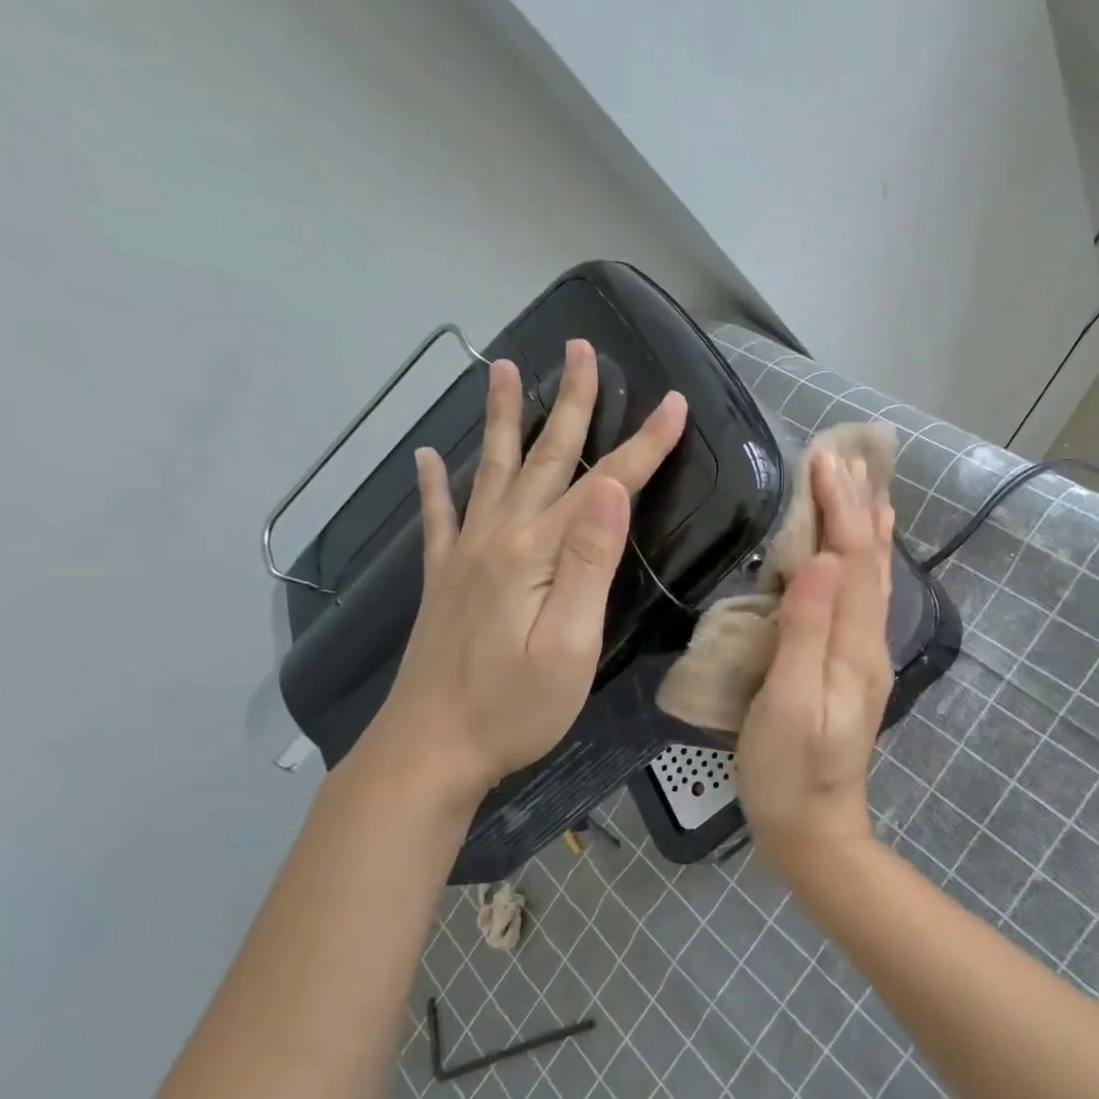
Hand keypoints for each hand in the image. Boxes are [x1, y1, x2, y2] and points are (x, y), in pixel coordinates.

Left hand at [363, 339, 686, 808]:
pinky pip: (438, 518)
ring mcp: (465, 556)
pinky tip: (424, 459)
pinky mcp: (444, 580)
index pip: (604, 483)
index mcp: (537, 552)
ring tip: (501, 367)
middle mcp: (498, 537)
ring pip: (489, 470)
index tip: (674, 404)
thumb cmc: (516, 707)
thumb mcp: (572, 643)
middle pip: (543, 457)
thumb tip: (610, 488)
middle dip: (571, 403)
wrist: (431, 749)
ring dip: (500, 418)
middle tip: (582, 349)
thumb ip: (590, 562)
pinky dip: (433, 484)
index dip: (643, 443)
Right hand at [737, 452, 895, 855]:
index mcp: (852, 646)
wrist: (816, 830)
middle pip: (870, 562)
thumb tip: (818, 560)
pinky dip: (864, 564)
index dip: (840, 508)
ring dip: (869, 530)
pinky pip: (864, 600)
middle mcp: (869, 643)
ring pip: (873, 579)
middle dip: (860, 507)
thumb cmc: (788, 773)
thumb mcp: (786, 704)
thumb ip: (804, 632)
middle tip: (849, 457)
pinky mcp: (853, 668)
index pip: (850, 560)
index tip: (825, 459)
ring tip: (868, 490)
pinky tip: (857, 557)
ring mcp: (865, 657)